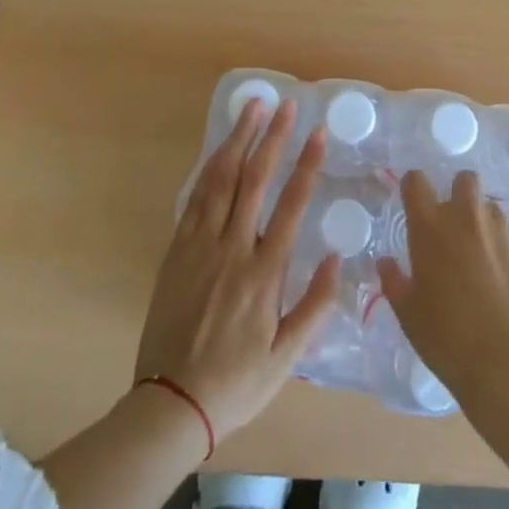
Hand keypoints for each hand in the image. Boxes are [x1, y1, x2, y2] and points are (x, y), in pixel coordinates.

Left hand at [133, 98, 338, 441]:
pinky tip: (219, 149)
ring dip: (238, 141)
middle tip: (284, 104)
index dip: (306, 164)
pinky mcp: (177, 251)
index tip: (318, 133)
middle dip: (272, 137)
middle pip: (254, 180)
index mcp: (264, 273)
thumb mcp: (288, 357)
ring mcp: (200, 247)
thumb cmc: (237, 382)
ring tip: (251, 109)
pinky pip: (195, 199)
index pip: (291, 205)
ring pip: (220, 180)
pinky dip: (209, 169)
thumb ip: (315, 306)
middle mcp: (233, 249)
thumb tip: (338, 258)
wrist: (171, 404)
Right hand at [378, 169, 508, 404]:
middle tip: (452, 226)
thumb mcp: (409, 313)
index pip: (416, 181)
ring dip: (482, 221)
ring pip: (490, 207)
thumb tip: (386, 262)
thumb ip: (394, 281)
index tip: (413, 202)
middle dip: (457, 193)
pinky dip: (503, 247)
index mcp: (431, 226)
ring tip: (479, 256)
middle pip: (464, 179)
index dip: (413, 187)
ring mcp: (501, 229)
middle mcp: (467, 216)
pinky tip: (502, 278)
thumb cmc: (447, 336)